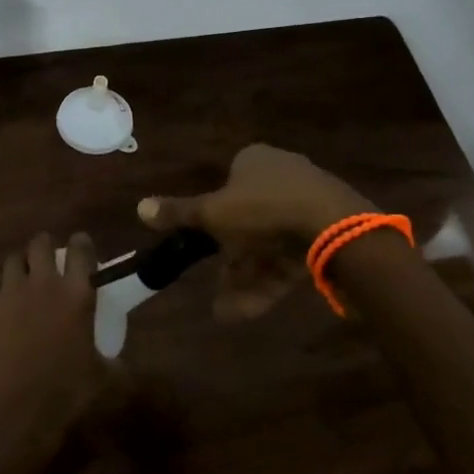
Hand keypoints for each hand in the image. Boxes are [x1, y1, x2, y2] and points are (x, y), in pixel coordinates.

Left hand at [0, 232, 106, 454]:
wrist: (13, 415)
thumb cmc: (66, 395)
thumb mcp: (104, 380)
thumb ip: (113, 363)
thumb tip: (119, 364)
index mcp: (76, 294)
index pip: (81, 250)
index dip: (81, 244)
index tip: (81, 245)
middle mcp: (42, 284)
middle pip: (40, 244)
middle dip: (45, 246)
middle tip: (48, 258)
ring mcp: (8, 294)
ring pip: (12, 262)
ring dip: (20, 268)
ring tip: (23, 282)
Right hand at [138, 144, 371, 320]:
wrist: (334, 227)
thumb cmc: (263, 209)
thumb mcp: (213, 212)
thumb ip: (179, 213)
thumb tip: (139, 207)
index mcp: (255, 160)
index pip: (228, 184)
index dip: (214, 217)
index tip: (207, 245)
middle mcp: (282, 175)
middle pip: (248, 220)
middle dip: (231, 260)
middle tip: (217, 289)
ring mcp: (308, 203)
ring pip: (269, 244)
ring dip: (247, 279)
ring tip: (229, 312)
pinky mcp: (326, 232)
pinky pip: (291, 256)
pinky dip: (271, 281)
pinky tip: (252, 310)